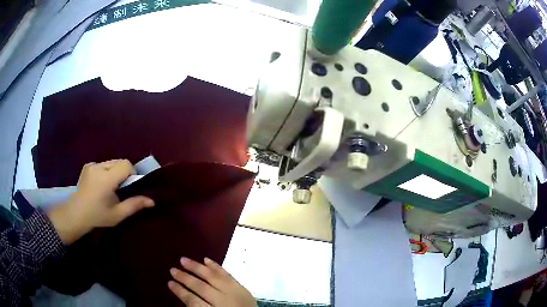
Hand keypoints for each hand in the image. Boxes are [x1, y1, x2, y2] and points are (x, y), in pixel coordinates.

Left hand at [48, 159, 153, 244]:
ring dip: (114, 172)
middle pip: (119, 161)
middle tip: (119, 190)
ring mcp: (91, 165)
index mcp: (106, 178)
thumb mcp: (117, 214)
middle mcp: (98, 167)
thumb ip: (134, 205)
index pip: (126, 164)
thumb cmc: (97, 216)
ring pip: (111, 163)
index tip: (128, 187)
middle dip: (123, 173)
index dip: (131, 173)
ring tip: (109, 188)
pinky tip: (100, 185)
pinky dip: (106, 172)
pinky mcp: (87, 166)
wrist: (76, 214)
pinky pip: (103, 164)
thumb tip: (152, 201)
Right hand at [168, 257, 254, 306]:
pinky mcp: (243, 289)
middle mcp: (224, 302)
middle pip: (201, 287)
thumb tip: (183, 294)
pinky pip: (228, 275)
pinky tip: (206, 259)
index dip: (180, 291)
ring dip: (197, 268)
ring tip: (183, 260)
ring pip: (213, 277)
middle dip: (185, 278)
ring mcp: (235, 294)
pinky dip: (216, 267)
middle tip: (172, 270)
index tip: (169, 283)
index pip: (193, 301)